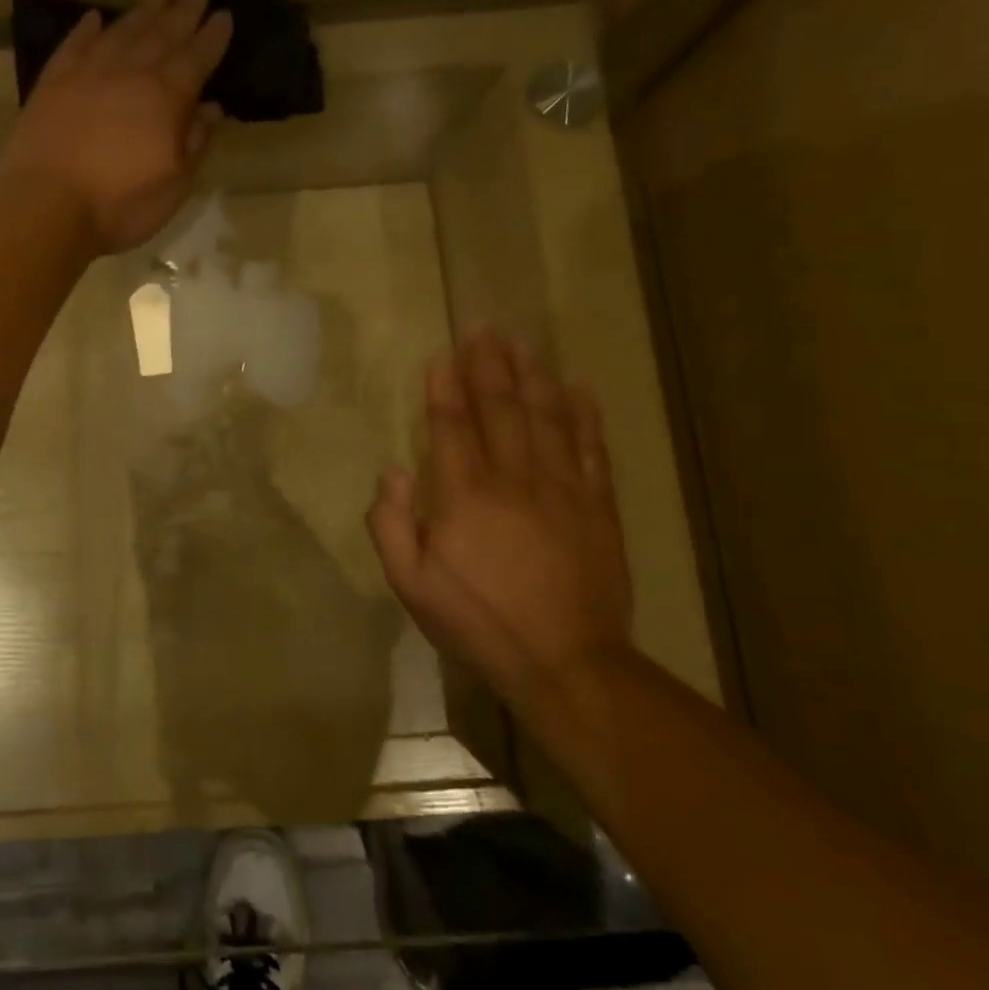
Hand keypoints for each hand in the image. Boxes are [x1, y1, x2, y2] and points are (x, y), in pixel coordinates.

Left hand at [4, 0, 232, 253]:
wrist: (47, 206)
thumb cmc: (119, 205)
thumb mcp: (174, 186)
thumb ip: (194, 143)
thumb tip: (211, 109)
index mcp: (166, 97)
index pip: (197, 58)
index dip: (213, 37)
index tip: (224, 14)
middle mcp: (130, 72)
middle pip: (162, 32)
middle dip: (183, 8)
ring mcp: (88, 73)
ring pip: (123, 30)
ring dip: (144, 9)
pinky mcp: (53, 82)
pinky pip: (75, 44)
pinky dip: (88, 29)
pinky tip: (96, 18)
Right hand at [366, 329, 632, 698]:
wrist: (565, 661)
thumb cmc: (477, 622)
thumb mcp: (411, 584)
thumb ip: (392, 525)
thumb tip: (393, 472)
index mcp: (464, 497)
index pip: (452, 428)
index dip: (445, 390)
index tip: (443, 356)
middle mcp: (514, 480)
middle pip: (500, 410)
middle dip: (489, 367)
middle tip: (484, 328)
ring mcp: (562, 490)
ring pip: (546, 418)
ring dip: (533, 377)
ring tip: (524, 343)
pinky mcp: (596, 506)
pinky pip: (591, 449)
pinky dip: (584, 415)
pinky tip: (579, 387)